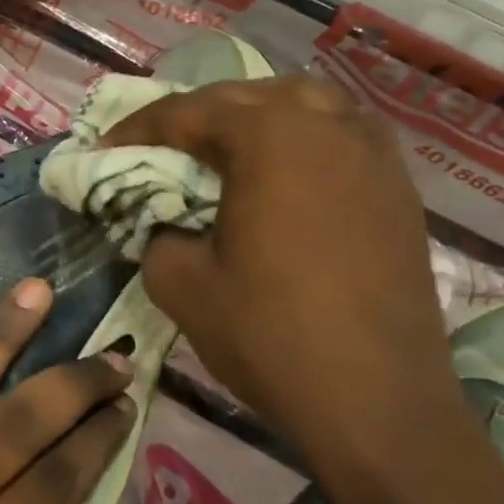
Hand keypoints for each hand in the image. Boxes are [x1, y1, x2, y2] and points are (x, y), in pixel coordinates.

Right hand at [105, 75, 458, 462]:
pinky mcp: (399, 188)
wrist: (380, 407)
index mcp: (269, 136)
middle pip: (246, 96)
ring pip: (305, 101)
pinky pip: (342, 133)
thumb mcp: (179, 281)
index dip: (138, 128)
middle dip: (195, 114)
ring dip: (257, 113)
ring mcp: (372, 153)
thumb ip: (154, 229)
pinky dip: (304, 135)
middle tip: (159, 145)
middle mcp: (326, 125)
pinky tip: (287, 169)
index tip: (105, 148)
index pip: (187, 112)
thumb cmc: (271, 335)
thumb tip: (161, 216)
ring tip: (226, 145)